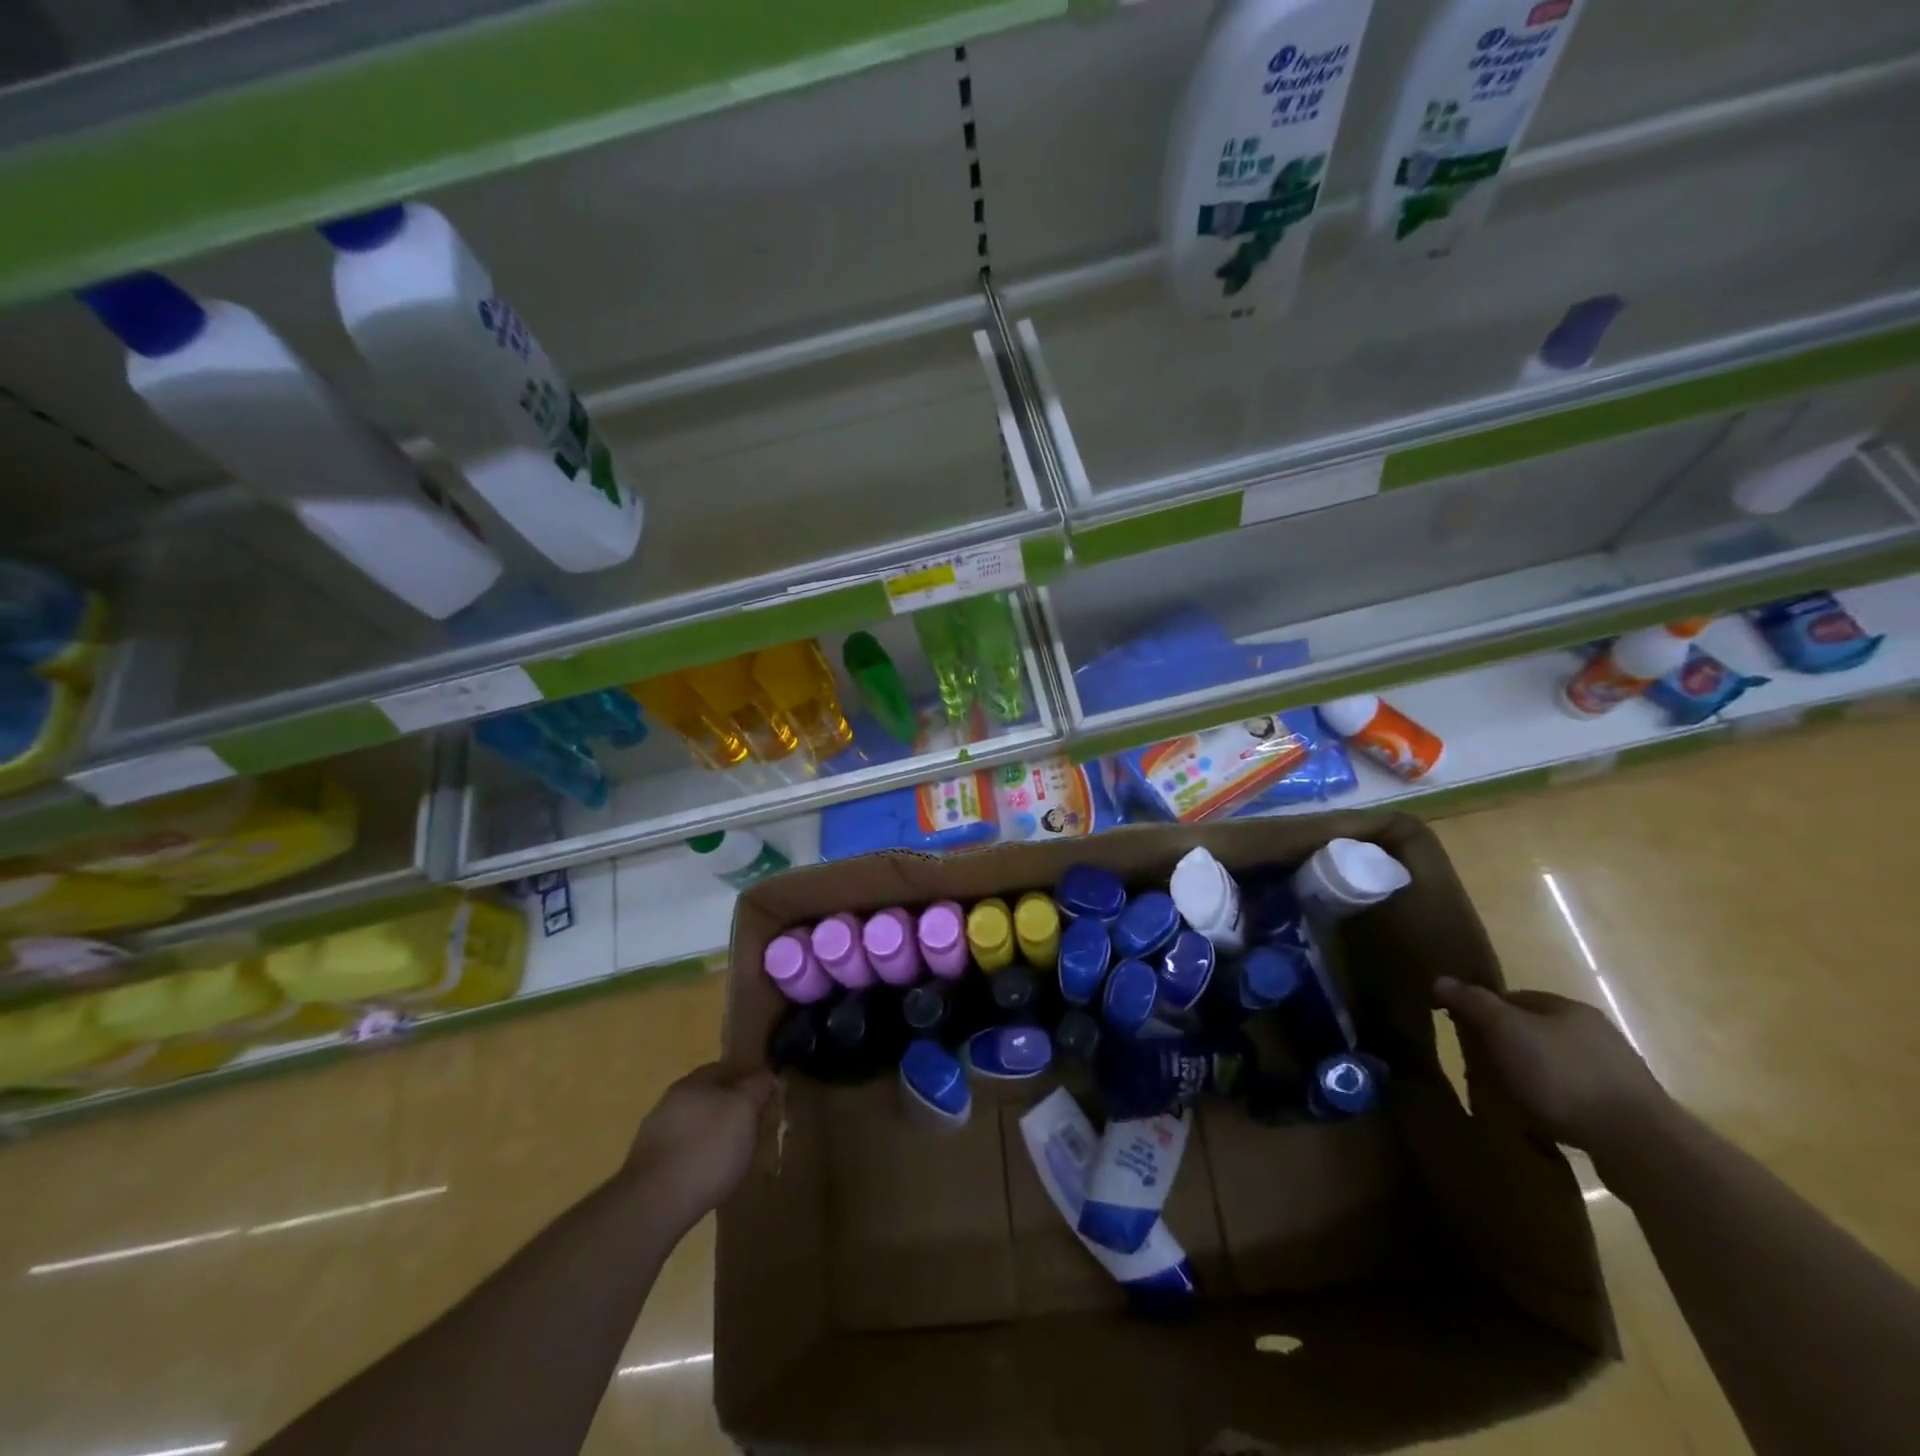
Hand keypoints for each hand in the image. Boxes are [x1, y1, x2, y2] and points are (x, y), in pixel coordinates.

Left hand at [622, 1062, 776, 1232]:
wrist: (653, 1204)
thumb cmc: (707, 1149)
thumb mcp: (744, 1110)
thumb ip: (756, 1086)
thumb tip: (764, 1074)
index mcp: (695, 1080)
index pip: (729, 1067)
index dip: (751, 1079)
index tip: (768, 1097)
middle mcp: (673, 1099)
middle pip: (711, 1095)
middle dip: (732, 1107)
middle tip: (754, 1126)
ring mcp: (656, 1132)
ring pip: (696, 1123)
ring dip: (714, 1133)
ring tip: (734, 1155)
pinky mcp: (649, 1164)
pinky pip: (683, 1150)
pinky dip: (698, 1156)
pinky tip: (708, 1174)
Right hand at [1432, 978, 1669, 1158]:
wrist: (1639, 1143)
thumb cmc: (1562, 1075)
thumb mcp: (1505, 1031)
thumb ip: (1473, 1003)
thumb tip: (1441, 979)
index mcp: (1569, 1007)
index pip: (1515, 998)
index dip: (1486, 1013)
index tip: (1466, 1035)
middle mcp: (1597, 1032)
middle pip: (1537, 1032)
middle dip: (1510, 1048)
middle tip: (1485, 1069)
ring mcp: (1618, 1072)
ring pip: (1559, 1065)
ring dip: (1535, 1078)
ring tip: (1513, 1100)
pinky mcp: (1630, 1110)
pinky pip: (1580, 1096)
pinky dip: (1559, 1104)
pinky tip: (1547, 1120)